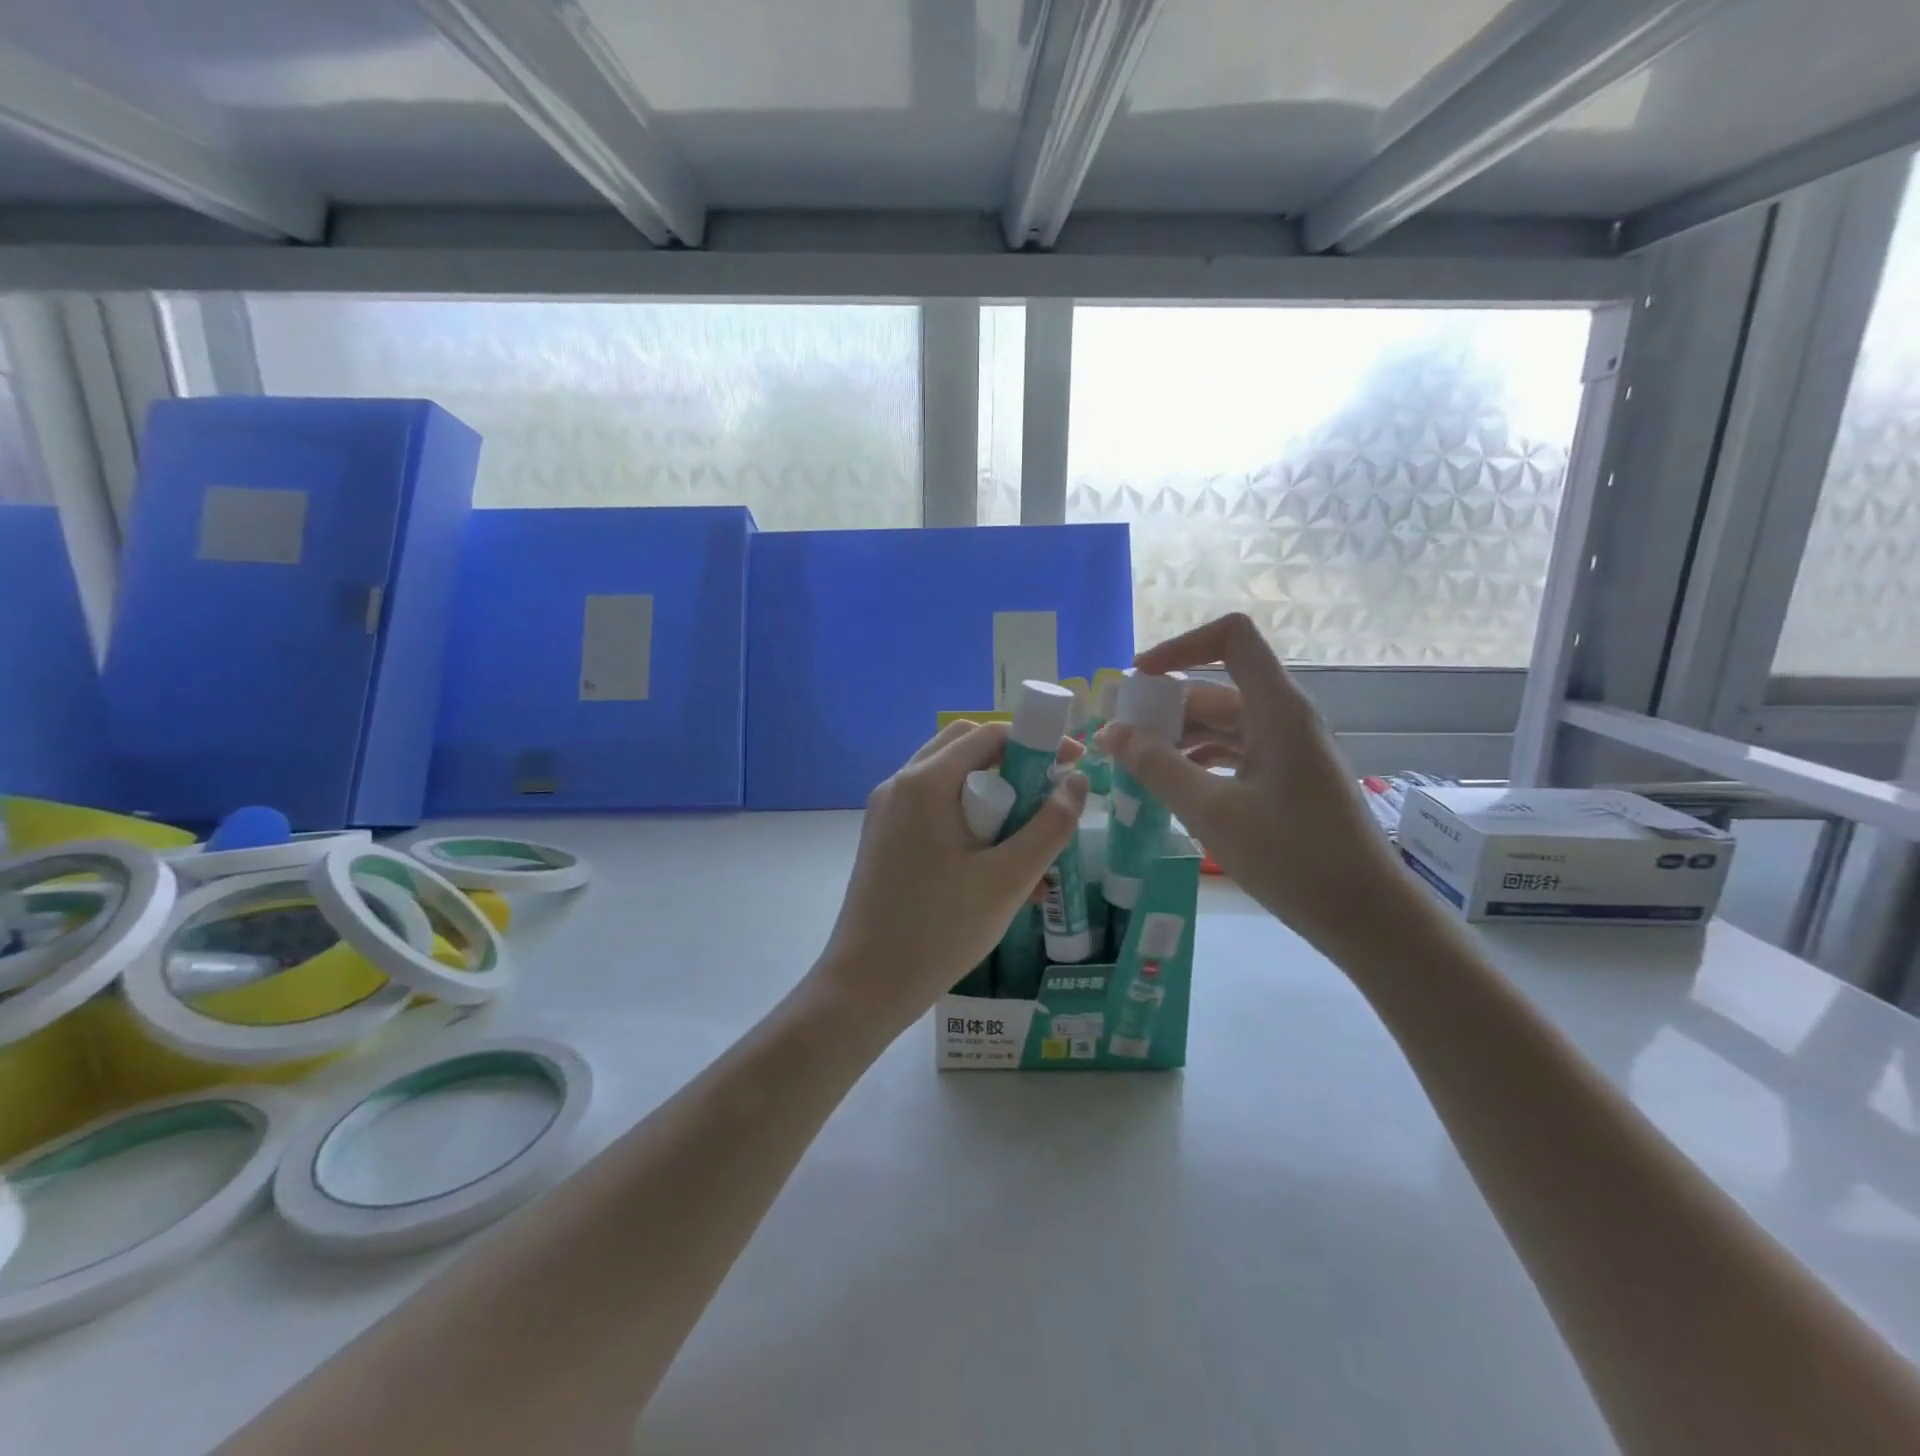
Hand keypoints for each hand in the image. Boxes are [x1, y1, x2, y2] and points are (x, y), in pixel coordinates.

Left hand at [811, 721, 1087, 1038]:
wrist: (865, 985)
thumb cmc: (940, 930)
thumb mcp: (1008, 880)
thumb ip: (1050, 827)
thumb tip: (1078, 783)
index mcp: (925, 783)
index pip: (989, 734)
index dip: (1037, 742)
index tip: (1073, 764)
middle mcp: (900, 784)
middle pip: (964, 748)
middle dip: (1011, 762)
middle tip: (1045, 797)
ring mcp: (886, 810)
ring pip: (947, 778)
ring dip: (989, 792)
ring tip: (1024, 837)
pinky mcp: (883, 836)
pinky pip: (931, 807)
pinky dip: (965, 816)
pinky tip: (992, 862)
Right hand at [1096, 613, 1419, 958]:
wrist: (1368, 917)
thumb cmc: (1294, 858)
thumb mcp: (1213, 812)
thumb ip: (1157, 767)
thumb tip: (1111, 731)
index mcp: (1277, 709)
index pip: (1232, 638)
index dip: (1182, 645)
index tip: (1139, 678)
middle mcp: (1285, 718)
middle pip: (1217, 686)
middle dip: (1164, 705)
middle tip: (1118, 736)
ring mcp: (1289, 750)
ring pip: (1223, 723)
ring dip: (1178, 737)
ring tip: (1134, 765)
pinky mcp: (1288, 779)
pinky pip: (1235, 752)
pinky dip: (1199, 761)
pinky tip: (1171, 787)